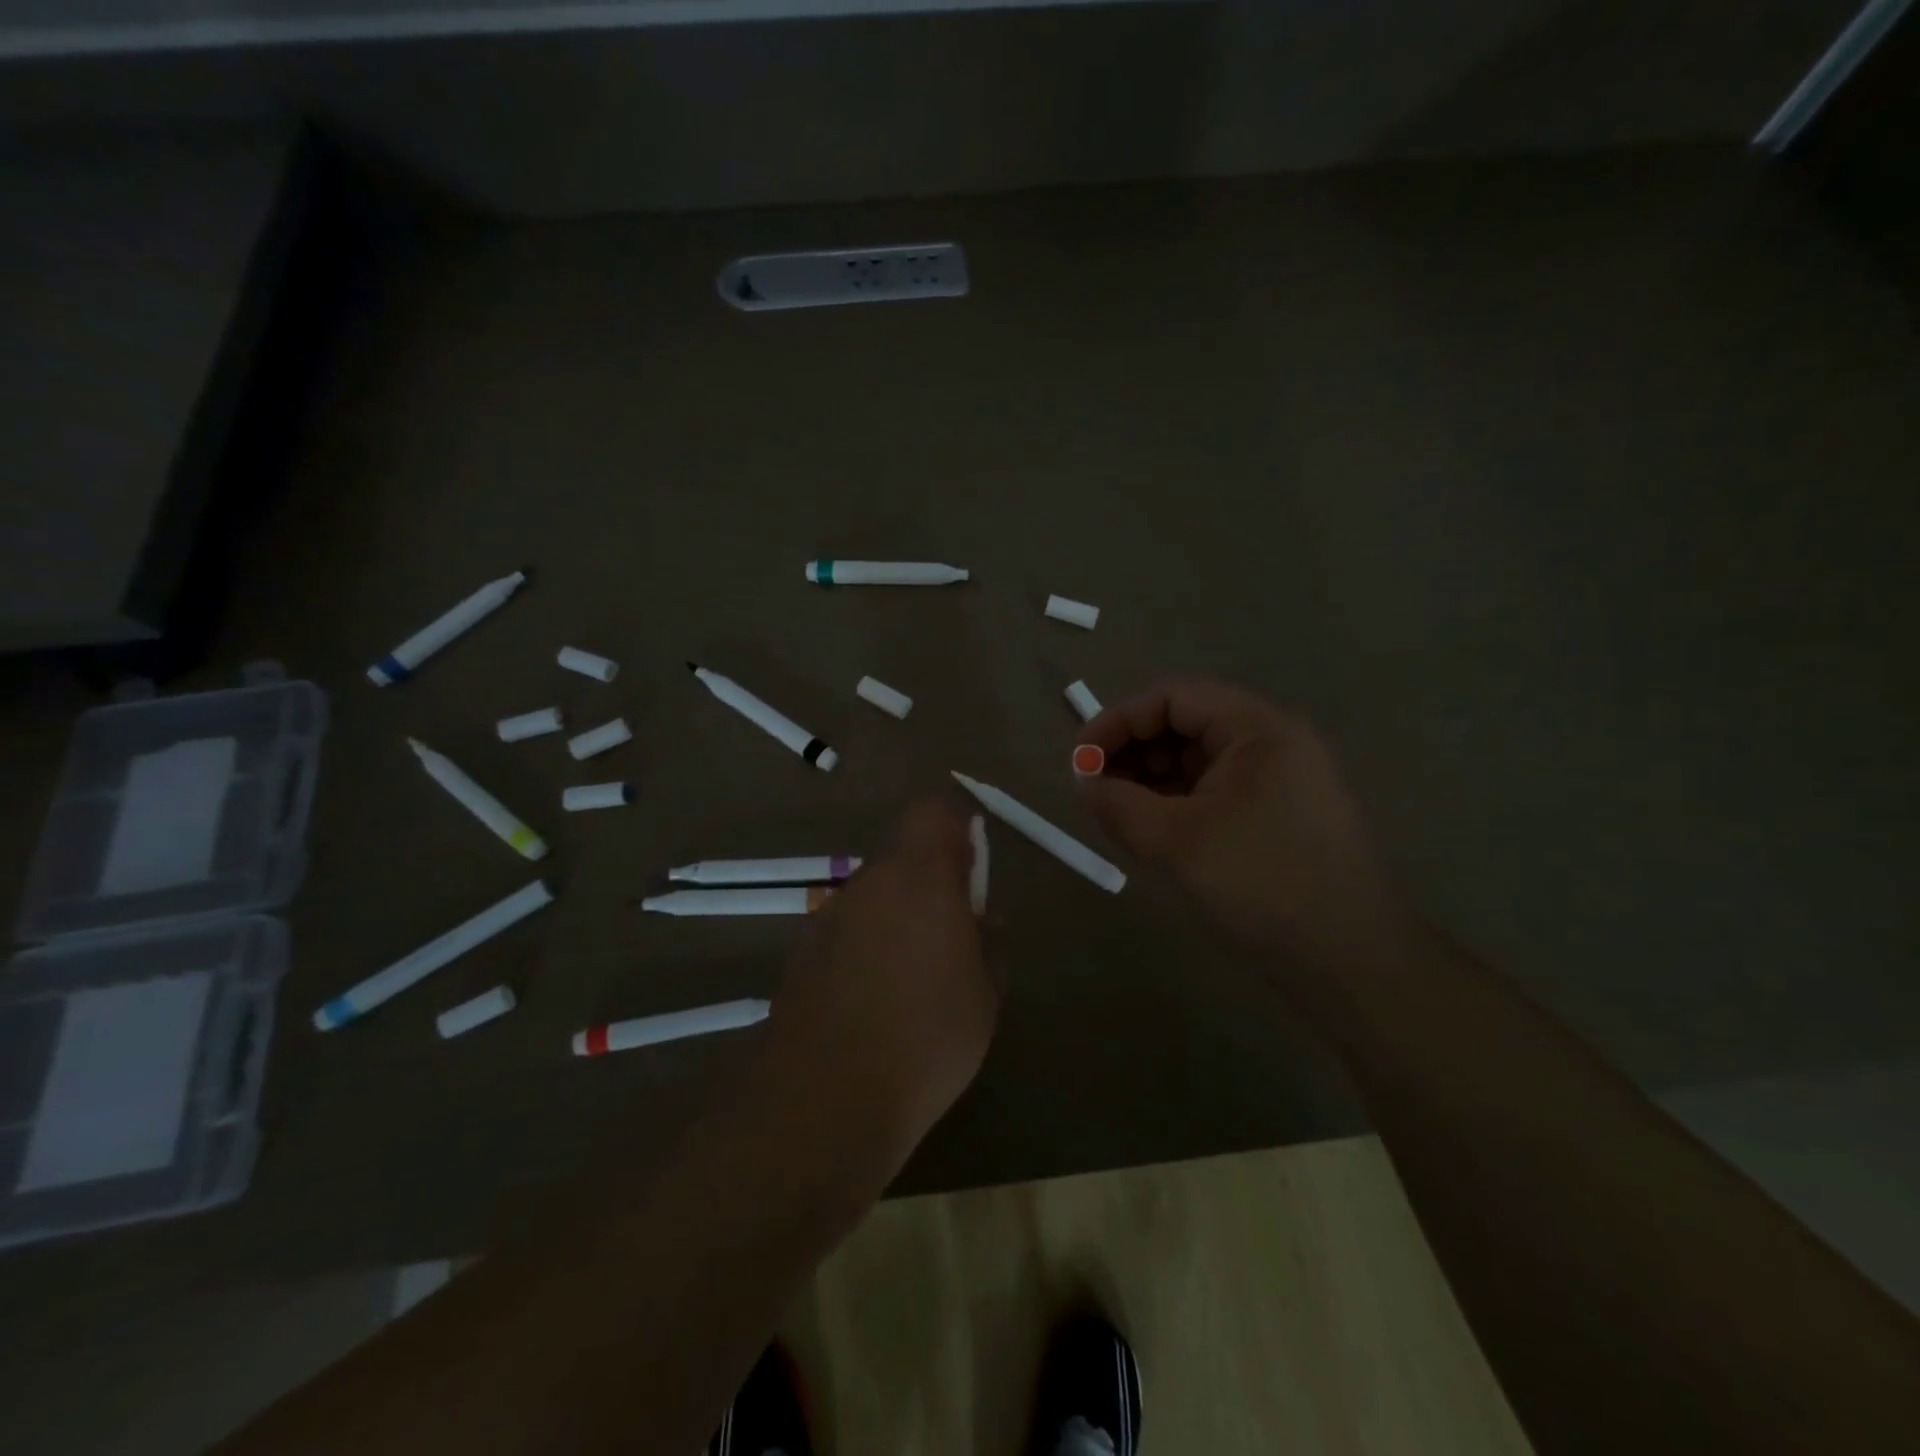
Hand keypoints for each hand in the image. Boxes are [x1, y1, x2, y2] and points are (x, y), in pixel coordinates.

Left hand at [762, 799, 995, 1172]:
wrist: (826, 1102)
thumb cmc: (926, 1041)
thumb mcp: (984, 994)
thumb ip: (985, 941)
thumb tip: (978, 920)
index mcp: (918, 878)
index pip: (933, 813)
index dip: (957, 830)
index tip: (972, 870)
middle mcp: (868, 884)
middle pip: (903, 858)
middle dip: (931, 884)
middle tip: (954, 937)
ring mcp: (829, 918)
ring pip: (875, 896)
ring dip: (898, 918)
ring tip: (915, 981)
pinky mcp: (803, 953)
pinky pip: (849, 931)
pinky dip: (867, 948)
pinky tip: (875, 1003)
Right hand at [1077, 678, 1403, 964]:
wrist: (1352, 961)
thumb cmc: (1263, 886)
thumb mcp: (1177, 842)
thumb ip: (1119, 804)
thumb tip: (1082, 782)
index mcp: (1258, 729)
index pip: (1173, 697)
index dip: (1119, 721)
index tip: (1080, 761)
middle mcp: (1273, 742)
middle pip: (1186, 723)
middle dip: (1133, 751)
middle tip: (1095, 791)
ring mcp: (1280, 779)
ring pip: (1198, 760)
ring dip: (1151, 779)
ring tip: (1117, 814)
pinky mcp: (1278, 814)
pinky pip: (1216, 790)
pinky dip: (1177, 802)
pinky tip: (1153, 830)